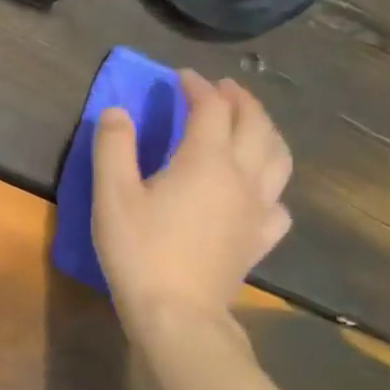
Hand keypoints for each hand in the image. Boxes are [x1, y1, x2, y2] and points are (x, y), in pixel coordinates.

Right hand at [92, 71, 291, 334]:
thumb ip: (113, 148)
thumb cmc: (139, 251)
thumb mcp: (111, 196)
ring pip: (278, 157)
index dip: (198, 87)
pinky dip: (271, 183)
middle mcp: (242, 177)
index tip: (182, 77)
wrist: (178, 313)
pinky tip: (258, 190)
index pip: (210, 109)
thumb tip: (116, 111)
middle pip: (255, 125)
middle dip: (240, 100)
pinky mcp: (260, 238)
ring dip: (266, 131)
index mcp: (205, 161)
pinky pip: (278, 201)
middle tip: (223, 88)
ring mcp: (258, 209)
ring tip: (251, 124)